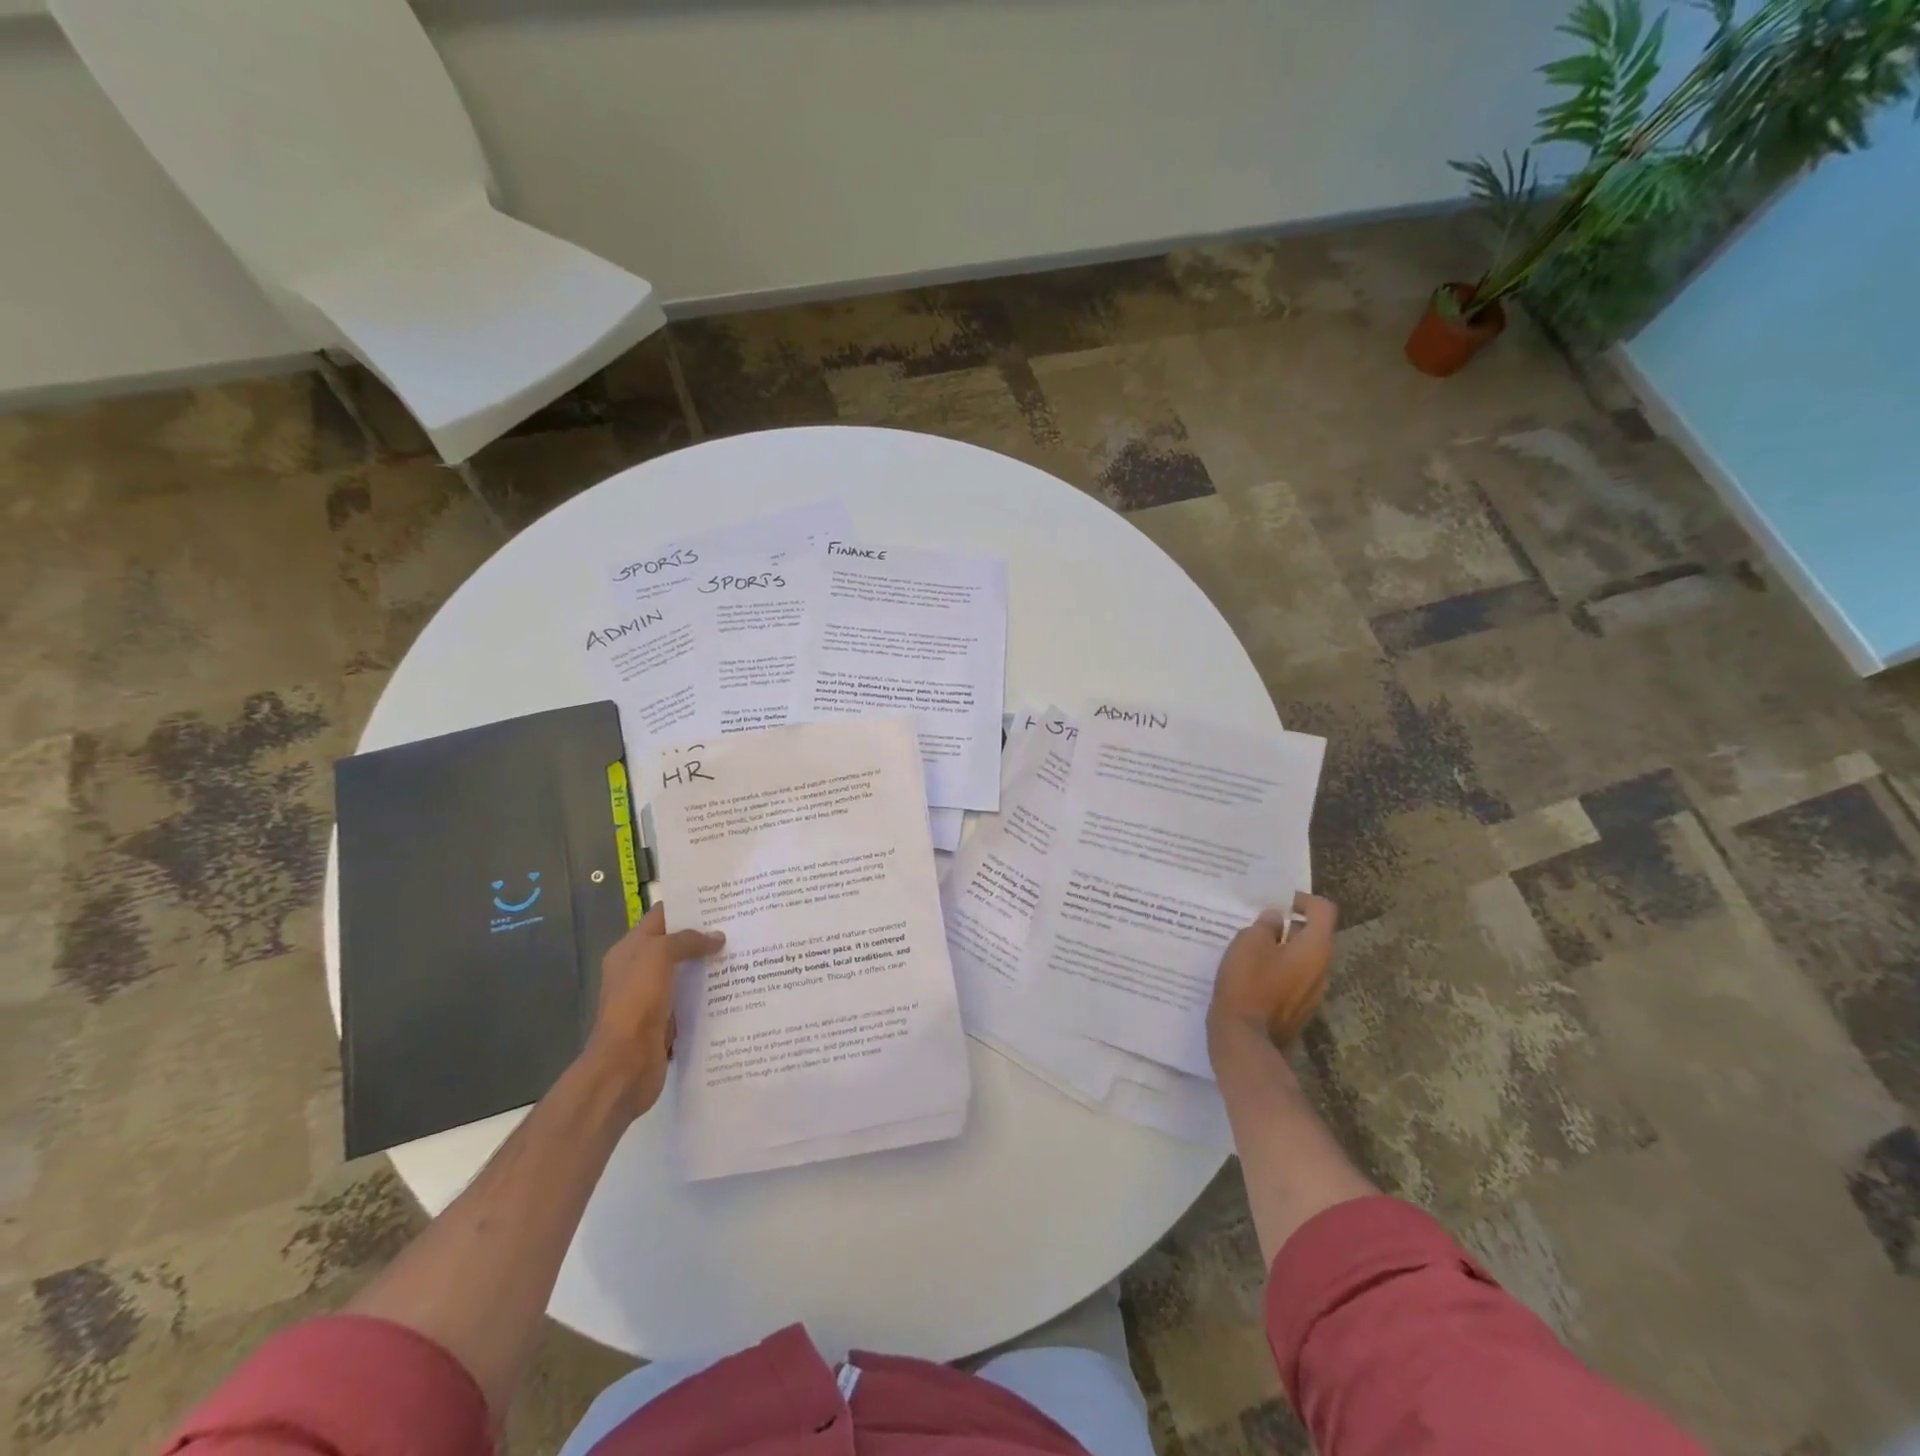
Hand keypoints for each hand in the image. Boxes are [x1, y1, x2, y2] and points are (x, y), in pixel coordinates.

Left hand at [581, 903, 723, 1120]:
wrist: (625, 1064)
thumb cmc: (637, 1001)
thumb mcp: (658, 956)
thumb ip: (687, 941)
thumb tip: (717, 938)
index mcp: (630, 950)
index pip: (661, 917)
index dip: (688, 906)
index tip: (721, 900)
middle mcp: (639, 971)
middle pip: (675, 945)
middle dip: (704, 936)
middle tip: (741, 925)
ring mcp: (653, 998)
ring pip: (686, 974)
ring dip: (710, 966)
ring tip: (745, 953)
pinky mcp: (667, 1022)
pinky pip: (692, 1001)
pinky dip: (710, 995)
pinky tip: (735, 989)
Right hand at [1208, 893, 1337, 1048]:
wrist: (1244, 1038)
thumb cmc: (1248, 983)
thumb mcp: (1249, 942)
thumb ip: (1265, 925)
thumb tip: (1276, 920)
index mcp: (1315, 948)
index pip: (1324, 910)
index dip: (1302, 899)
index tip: (1278, 901)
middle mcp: (1322, 969)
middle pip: (1313, 935)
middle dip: (1288, 926)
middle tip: (1257, 923)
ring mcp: (1312, 993)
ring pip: (1302, 959)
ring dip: (1281, 949)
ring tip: (1250, 948)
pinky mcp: (1298, 1009)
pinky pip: (1292, 979)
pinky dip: (1277, 970)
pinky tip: (1250, 974)